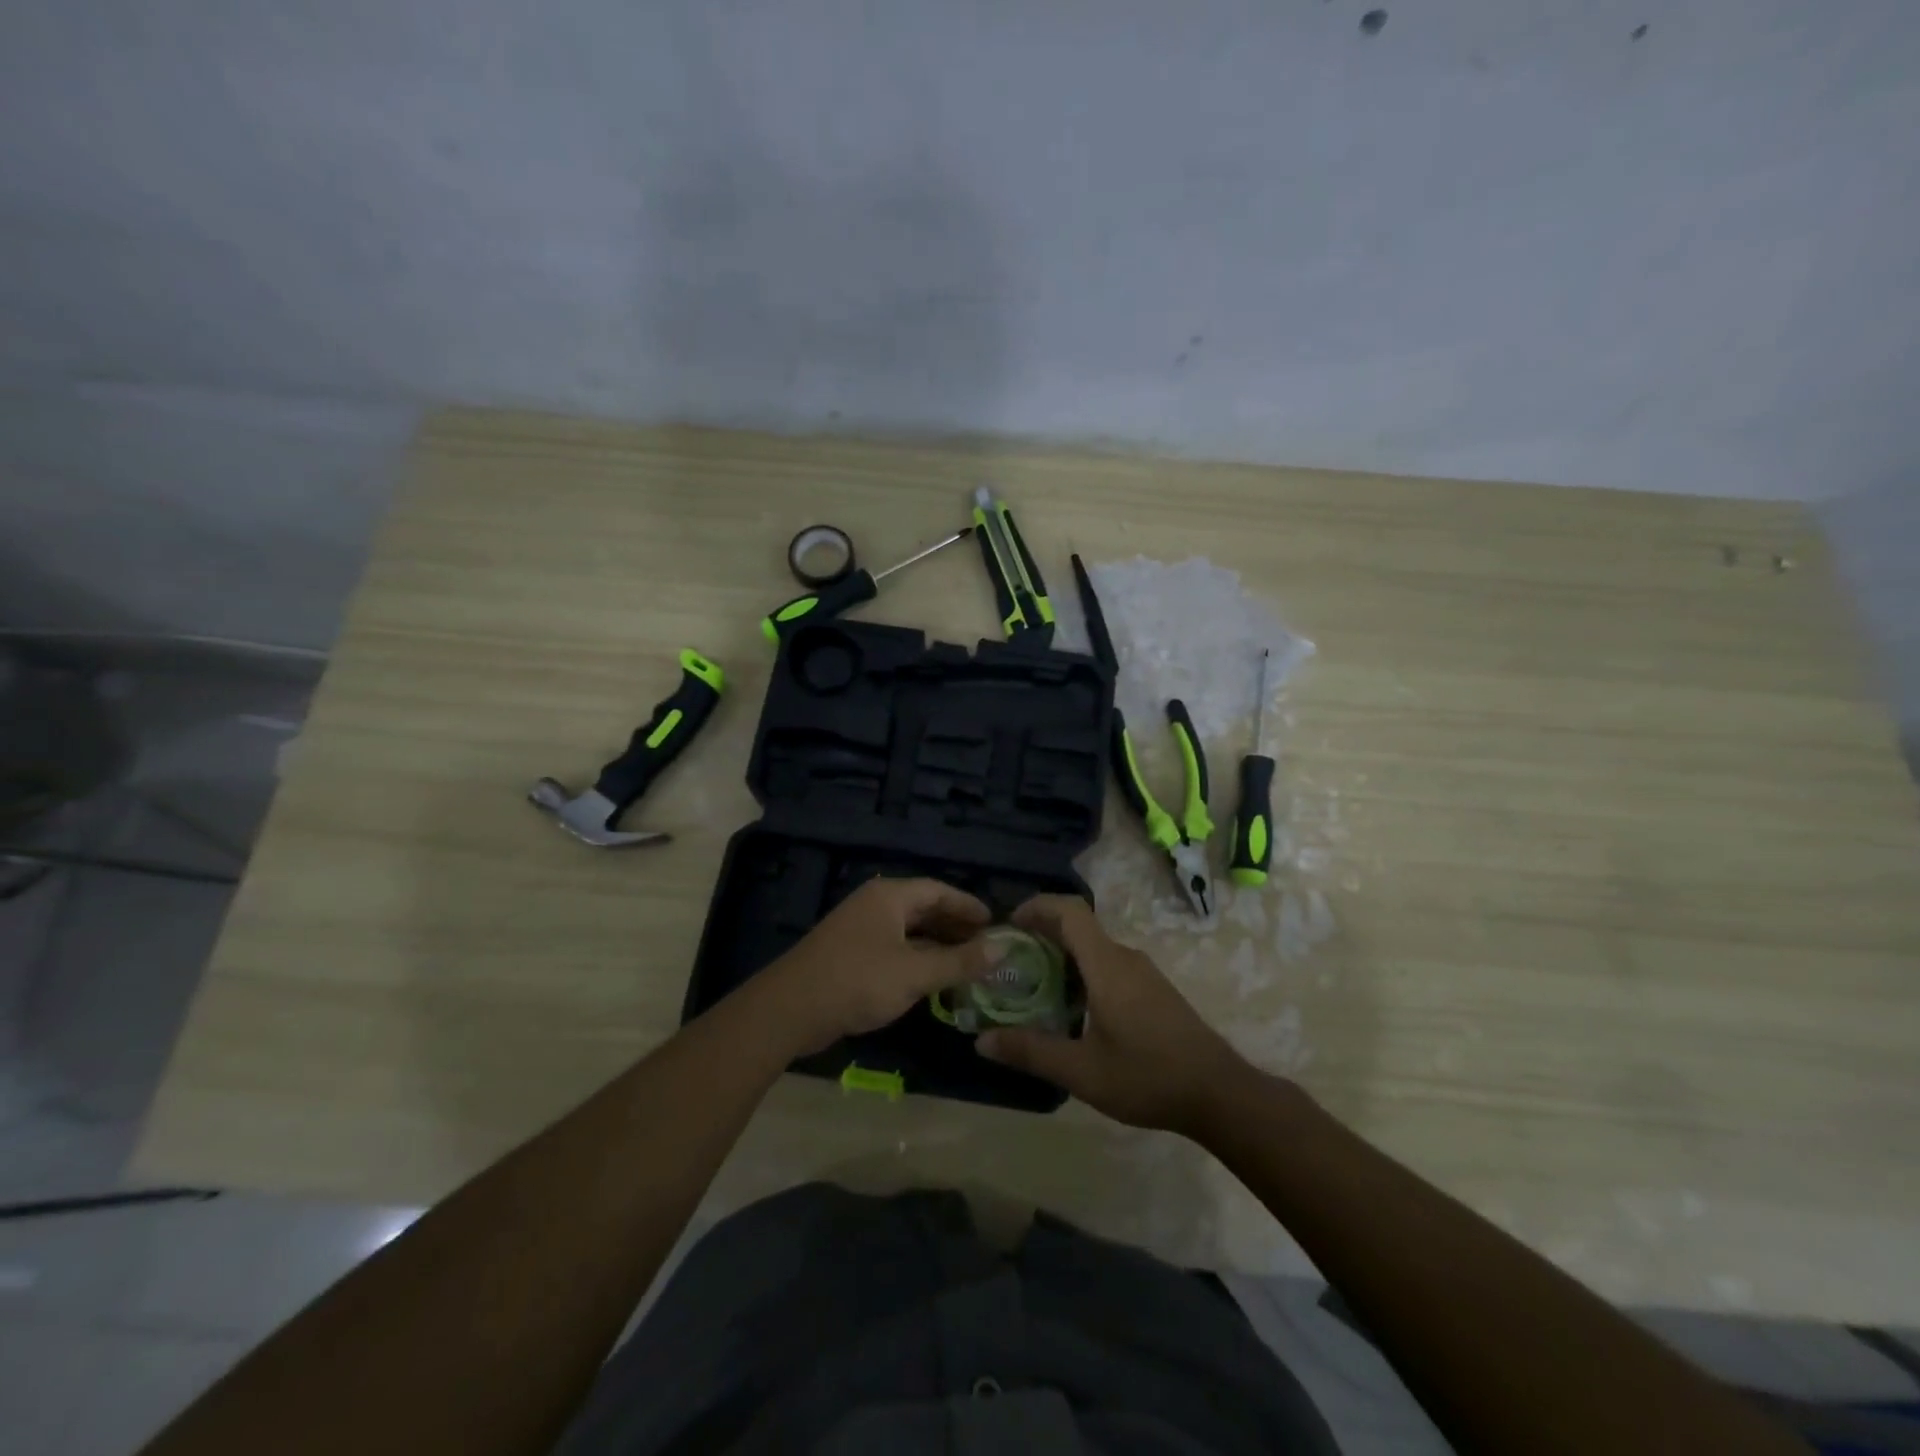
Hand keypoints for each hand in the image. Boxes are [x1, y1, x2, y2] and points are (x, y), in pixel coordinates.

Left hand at [755, 877, 993, 1057]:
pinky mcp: (850, 954)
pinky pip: (895, 948)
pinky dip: (918, 958)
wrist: (790, 1009)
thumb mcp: (915, 973)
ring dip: (938, 945)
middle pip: (924, 908)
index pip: (938, 890)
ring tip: (967, 963)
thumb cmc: (858, 981)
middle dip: (955, 926)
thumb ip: (960, 961)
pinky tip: (933, 979)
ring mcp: (860, 929)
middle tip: (986, 946)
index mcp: (890, 896)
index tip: (995, 922)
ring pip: (909, 930)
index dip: (968, 905)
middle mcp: (875, 905)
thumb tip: (1003, 949)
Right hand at [976, 894, 1257, 1135]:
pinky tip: (1071, 1008)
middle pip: (1078, 927)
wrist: (1219, 1094)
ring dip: (1062, 956)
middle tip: (1009, 960)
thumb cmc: (1148, 1076)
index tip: (1008, 924)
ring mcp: (1143, 973)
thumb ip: (1031, 1052)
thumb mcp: (1082, 1071)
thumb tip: (981, 1041)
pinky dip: (1081, 971)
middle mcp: (1125, 958)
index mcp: (1107, 965)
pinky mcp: (1153, 990)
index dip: (1037, 906)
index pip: (1069, 911)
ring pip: (1094, 948)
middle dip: (1041, 934)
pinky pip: (1108, 964)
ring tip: (1033, 985)